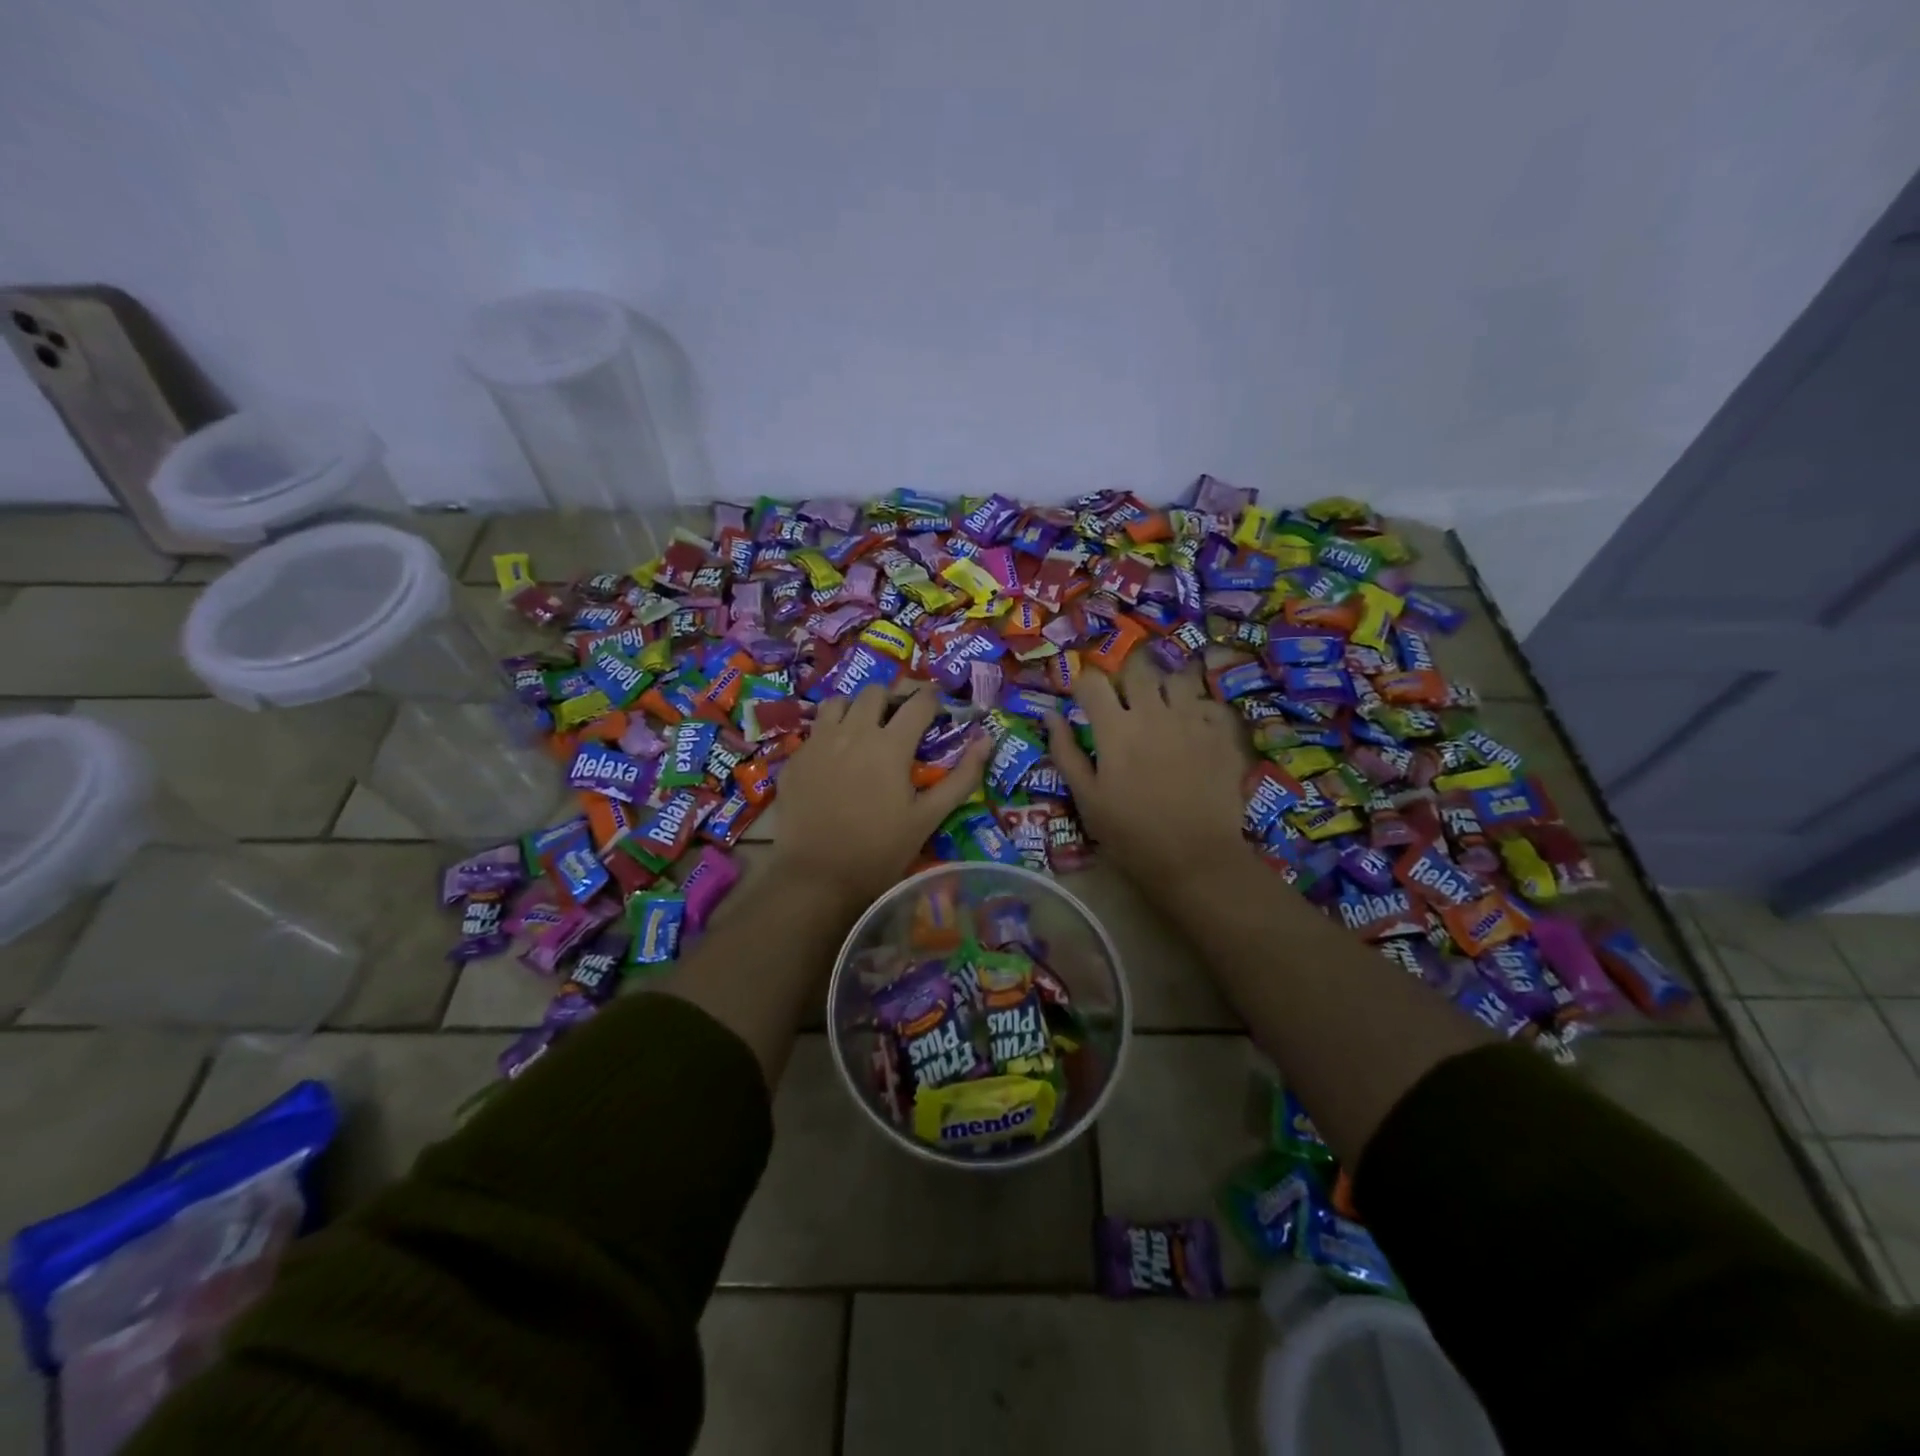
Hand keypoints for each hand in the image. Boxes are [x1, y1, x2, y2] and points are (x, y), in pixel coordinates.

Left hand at [771, 683, 990, 907]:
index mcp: (891, 745)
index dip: (933, 698)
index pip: (918, 702)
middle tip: (903, 717)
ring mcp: (819, 742)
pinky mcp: (796, 758)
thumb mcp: (928, 817)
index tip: (938, 704)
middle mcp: (854, 732)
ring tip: (866, 728)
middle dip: (894, 697)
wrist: (816, 877)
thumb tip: (986, 740)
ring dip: (858, 707)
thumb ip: (961, 777)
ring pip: (840, 702)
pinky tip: (837, 755)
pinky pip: (816, 728)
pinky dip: (832, 730)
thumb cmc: (880, 851)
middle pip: (876, 692)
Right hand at [1045, 655, 1249, 895]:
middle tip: (1124, 700)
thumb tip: (1050, 715)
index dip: (1084, 686)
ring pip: (1178, 677)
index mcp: (1115, 728)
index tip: (1083, 701)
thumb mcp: (1086, 798)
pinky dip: (1199, 707)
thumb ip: (1066, 752)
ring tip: (1162, 705)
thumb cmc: (1130, 834)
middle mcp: (1154, 711)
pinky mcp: (1222, 733)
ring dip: (1165, 685)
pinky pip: (1210, 703)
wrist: (1195, 858)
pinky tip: (1193, 726)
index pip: (1092, 681)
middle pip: (1138, 668)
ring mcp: (1193, 719)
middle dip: (1125, 677)